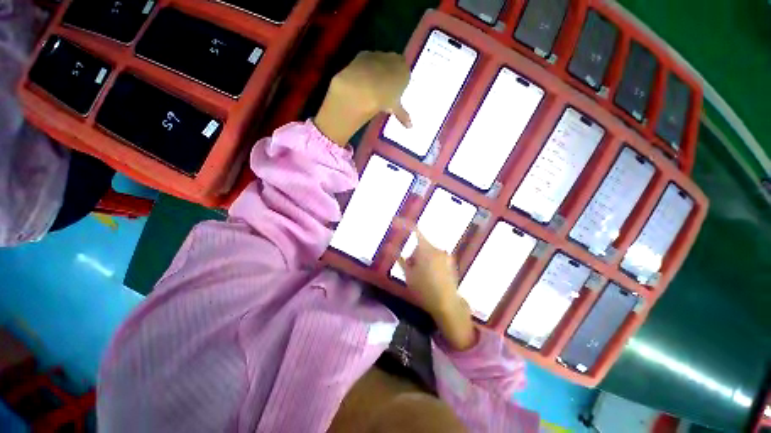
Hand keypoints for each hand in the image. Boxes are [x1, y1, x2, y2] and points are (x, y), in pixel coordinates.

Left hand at [314, 51, 410, 145]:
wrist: (366, 85)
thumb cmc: (386, 97)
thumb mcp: (395, 108)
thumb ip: (403, 115)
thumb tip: (410, 126)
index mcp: (405, 71)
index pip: (405, 74)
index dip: (400, 82)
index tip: (395, 91)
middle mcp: (394, 59)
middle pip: (393, 64)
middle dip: (389, 73)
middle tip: (384, 87)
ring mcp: (379, 55)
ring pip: (380, 61)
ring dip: (377, 70)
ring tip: (371, 83)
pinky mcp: (364, 54)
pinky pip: (366, 61)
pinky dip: (365, 68)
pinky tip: (361, 78)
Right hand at [395, 221, 475, 350]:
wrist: (447, 304)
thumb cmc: (424, 290)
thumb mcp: (408, 274)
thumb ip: (398, 257)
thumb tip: (387, 246)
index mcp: (426, 249)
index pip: (414, 230)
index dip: (403, 224)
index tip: (395, 220)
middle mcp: (437, 248)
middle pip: (420, 244)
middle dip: (414, 253)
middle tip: (411, 269)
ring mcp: (446, 255)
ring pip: (428, 252)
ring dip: (422, 258)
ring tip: (421, 276)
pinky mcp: (450, 261)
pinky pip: (436, 257)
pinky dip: (430, 262)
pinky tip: (431, 277)